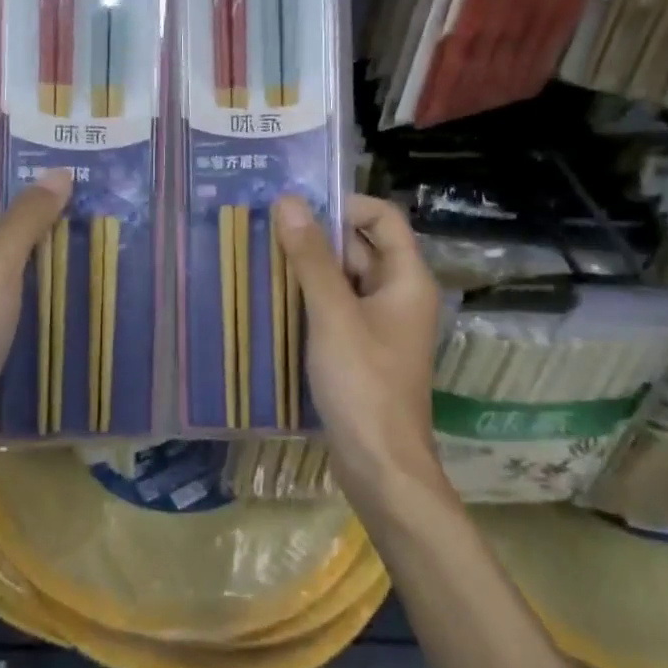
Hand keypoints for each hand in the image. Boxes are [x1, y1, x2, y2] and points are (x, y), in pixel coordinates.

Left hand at [0, 155, 71, 464]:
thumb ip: (27, 217)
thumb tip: (60, 173)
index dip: (12, 160)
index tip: (61, 155)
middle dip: (33, 197)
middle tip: (87, 186)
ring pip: (3, 245)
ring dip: (39, 234)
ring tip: (90, 218)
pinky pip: (10, 279)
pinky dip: (37, 269)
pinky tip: (75, 265)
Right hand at [275, 193, 441, 495]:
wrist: (380, 465)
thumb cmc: (363, 384)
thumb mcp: (332, 315)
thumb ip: (311, 258)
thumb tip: (289, 201)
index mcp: (406, 279)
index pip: (383, 218)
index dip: (345, 204)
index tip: (299, 207)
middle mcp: (398, 295)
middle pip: (361, 247)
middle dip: (317, 236)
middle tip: (267, 228)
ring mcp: (380, 325)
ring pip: (344, 280)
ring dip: (309, 269)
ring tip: (261, 257)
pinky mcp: (361, 350)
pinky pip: (336, 309)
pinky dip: (310, 300)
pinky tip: (272, 300)